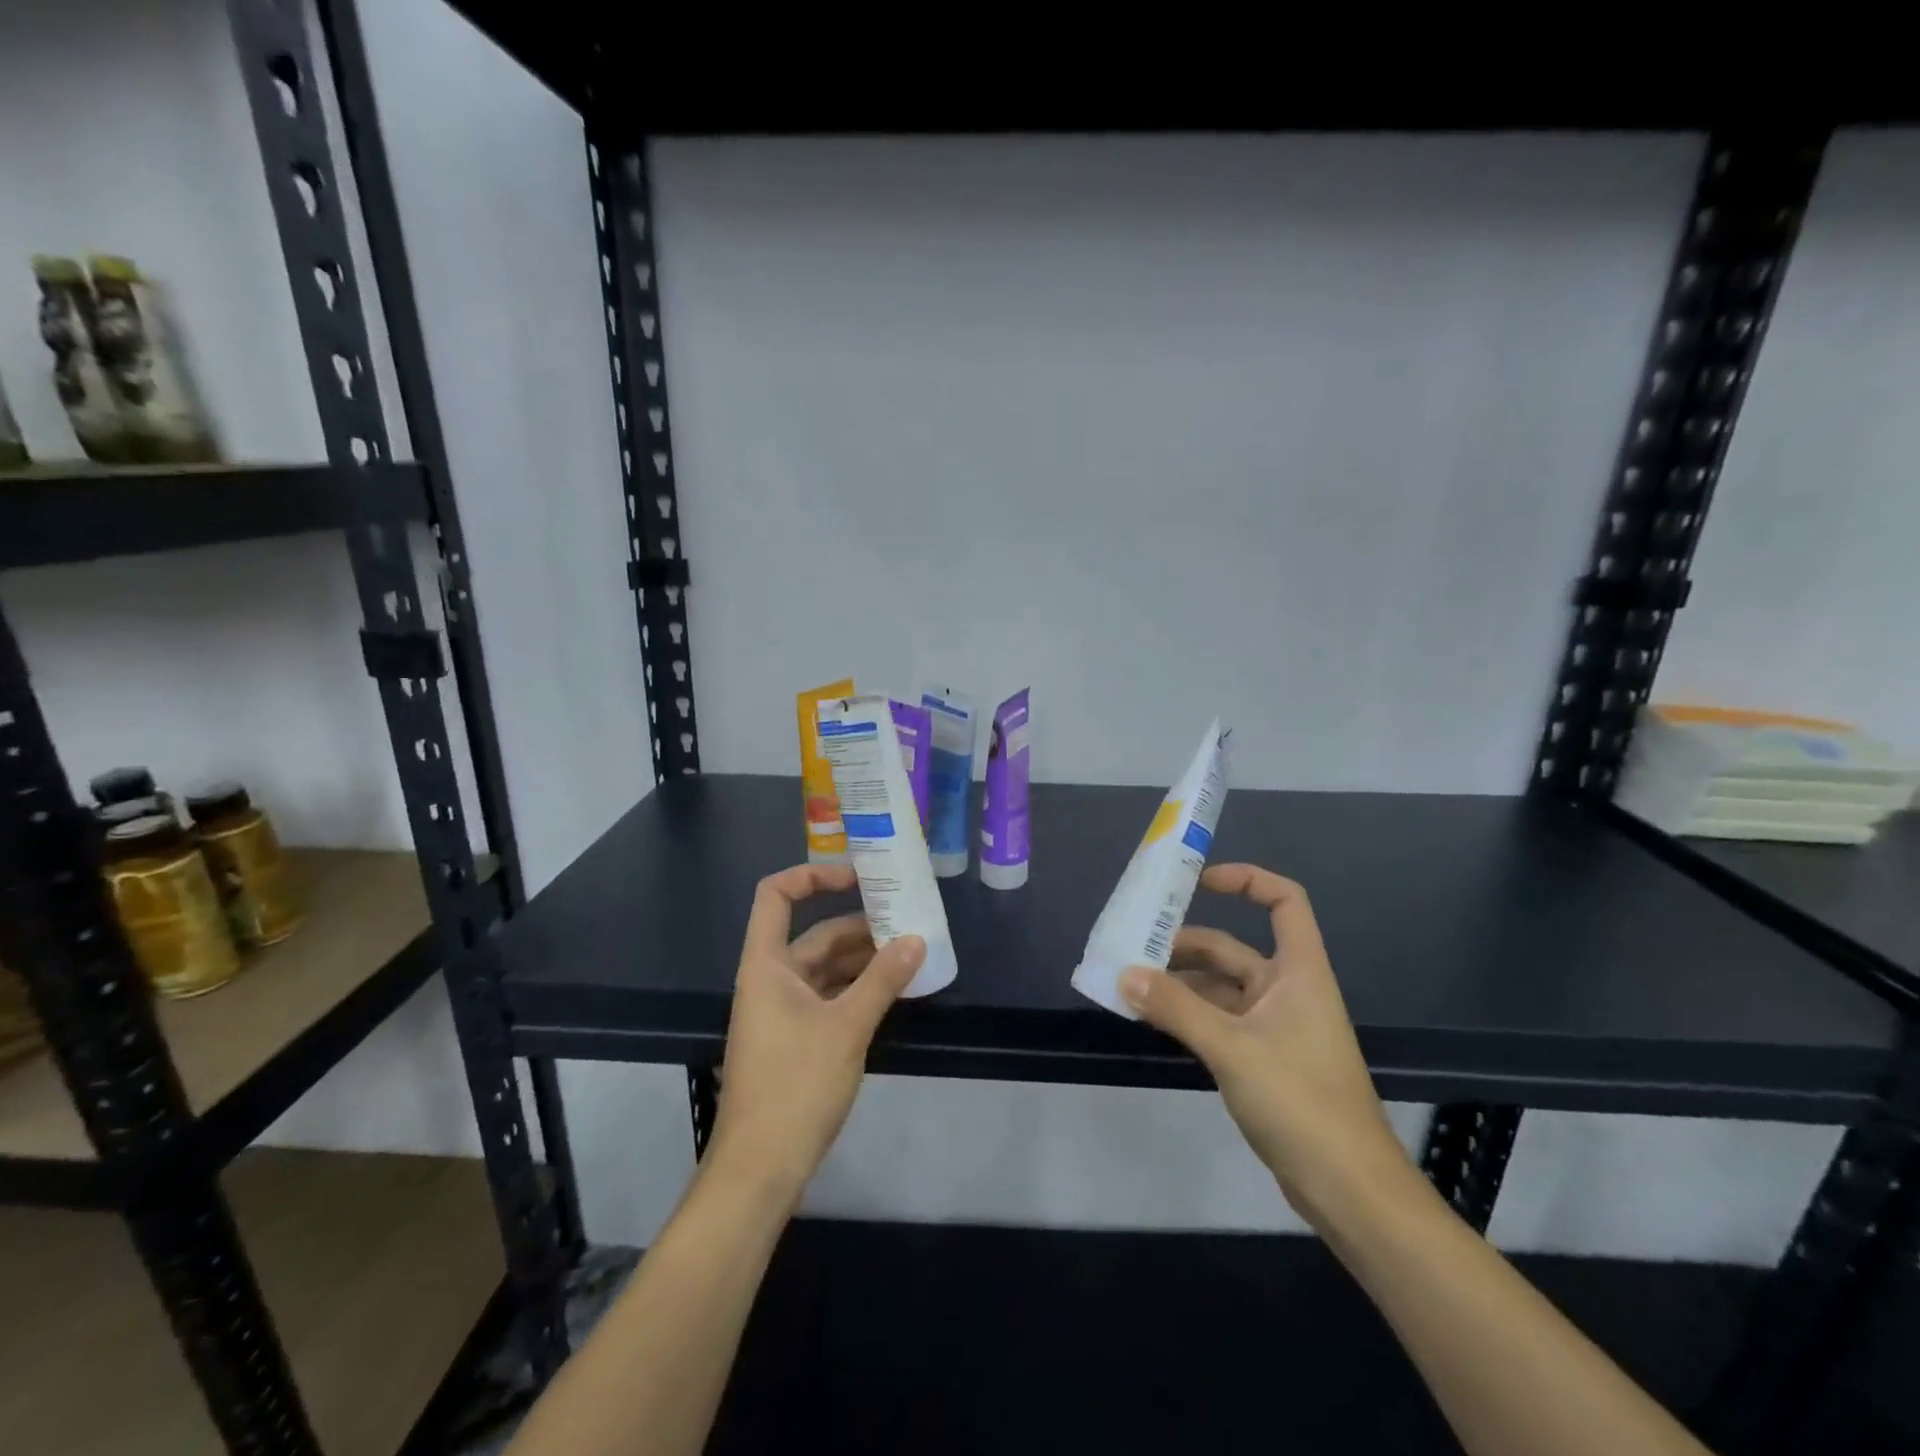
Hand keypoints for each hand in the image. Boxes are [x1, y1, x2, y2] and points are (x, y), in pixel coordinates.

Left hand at [707, 863, 924, 1200]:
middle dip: (860, 927)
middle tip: (907, 923)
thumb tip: (916, 940)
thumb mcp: (847, 1028)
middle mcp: (770, 980)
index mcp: (766, 965)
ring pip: (826, 969)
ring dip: (864, 961)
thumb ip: (882, 980)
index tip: (858, 879)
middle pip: (814, 935)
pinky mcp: (795, 1039)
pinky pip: (829, 998)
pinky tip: (893, 993)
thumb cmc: (796, 1086)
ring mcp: (782, 1012)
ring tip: (910, 955)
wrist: (760, 1169)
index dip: (812, 875)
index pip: (776, 895)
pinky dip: (858, 991)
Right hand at [1120, 864, 1414, 1229]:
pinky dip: (1188, 1016)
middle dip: (1185, 945)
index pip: (1284, 902)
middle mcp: (1288, 991)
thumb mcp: (1231, 1047)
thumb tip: (1125, 974)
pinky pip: (1219, 1022)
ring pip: (1221, 989)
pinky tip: (1154, 1021)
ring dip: (1180, 985)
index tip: (1199, 883)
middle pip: (1234, 949)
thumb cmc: (1300, 1101)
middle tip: (1134, 949)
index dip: (1246, 880)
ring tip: (1131, 986)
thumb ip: (1175, 1008)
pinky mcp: (1265, 1061)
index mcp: (1298, 972)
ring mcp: (1276, 1028)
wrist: (1349, 1190)